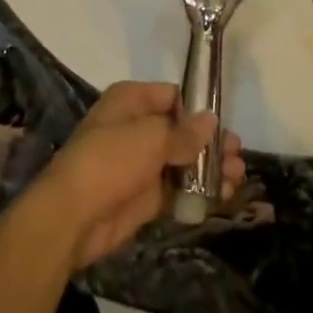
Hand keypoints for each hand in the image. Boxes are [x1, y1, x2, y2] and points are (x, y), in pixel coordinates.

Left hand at [28, 82, 244, 271]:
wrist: (74, 215)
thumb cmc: (110, 160)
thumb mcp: (151, 138)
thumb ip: (184, 133)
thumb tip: (211, 121)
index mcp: (131, 100)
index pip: (173, 96)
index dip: (199, 109)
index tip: (225, 124)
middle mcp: (137, 126)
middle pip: (182, 130)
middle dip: (210, 142)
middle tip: (238, 154)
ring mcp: (141, 163)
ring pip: (183, 160)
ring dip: (210, 168)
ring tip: (237, 176)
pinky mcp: (145, 195)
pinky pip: (178, 188)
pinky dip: (199, 191)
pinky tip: (224, 195)